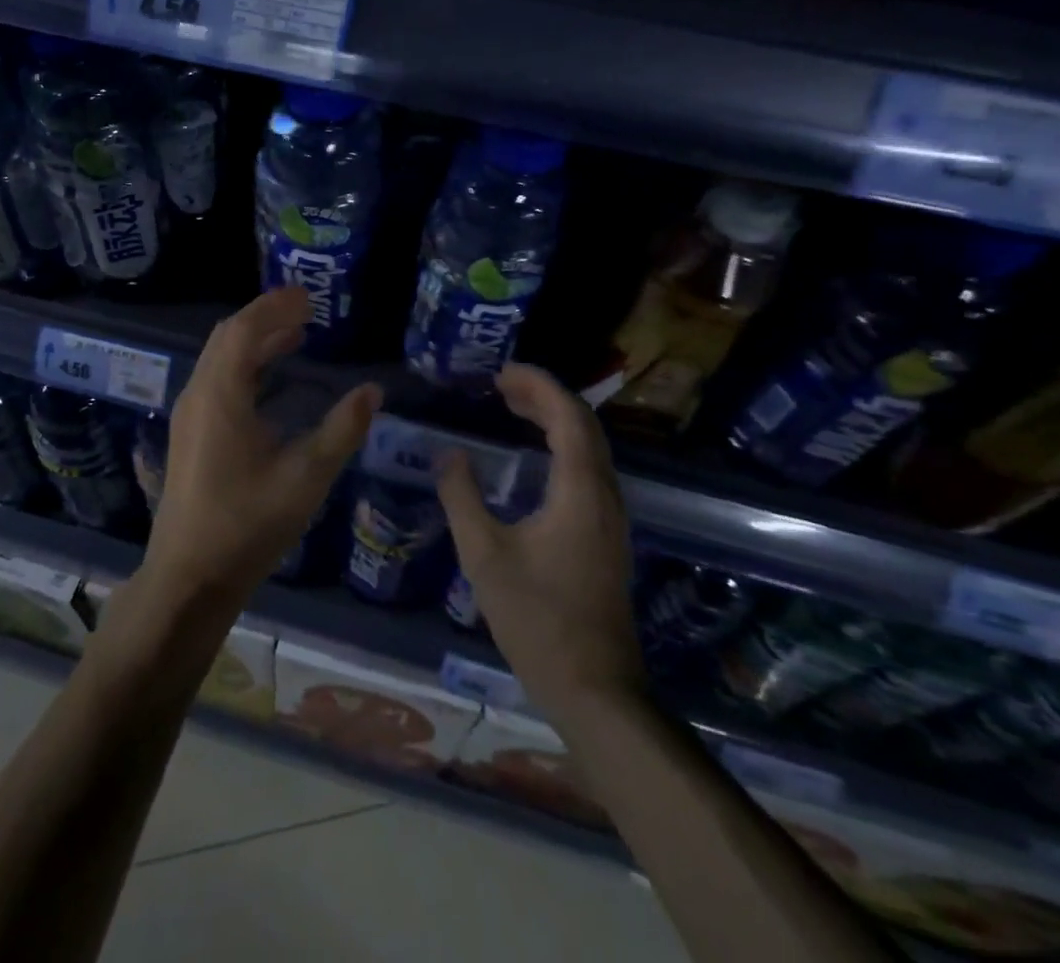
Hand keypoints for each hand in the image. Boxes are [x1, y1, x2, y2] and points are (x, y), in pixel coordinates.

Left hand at [145, 286, 381, 606]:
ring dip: (255, 340)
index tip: (308, 296)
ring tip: (296, 335)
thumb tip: (373, 390)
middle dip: (265, 317)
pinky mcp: (190, 434)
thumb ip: (342, 429)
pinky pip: (217, 379)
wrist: (189, 577)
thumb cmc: (248, 525)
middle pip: (228, 337)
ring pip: (220, 358)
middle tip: (305, 310)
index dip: (275, 307)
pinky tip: (270, 380)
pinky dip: (245, 364)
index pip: (244, 329)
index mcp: (221, 395)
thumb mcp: (306, 477)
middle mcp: (198, 395)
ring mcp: (189, 415)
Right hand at [436, 363, 643, 714]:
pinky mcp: (607, 536)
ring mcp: (611, 517)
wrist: (594, 688)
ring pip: (590, 448)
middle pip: (583, 425)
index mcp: (580, 491)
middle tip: (501, 386)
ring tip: (513, 409)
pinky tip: (534, 459)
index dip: (538, 385)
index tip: (502, 371)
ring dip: (555, 420)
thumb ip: (462, 498)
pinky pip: (588, 470)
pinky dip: (561, 446)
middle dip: (544, 397)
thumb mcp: (484, 555)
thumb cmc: (537, 619)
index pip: (567, 416)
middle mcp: (604, 495)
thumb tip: (449, 455)